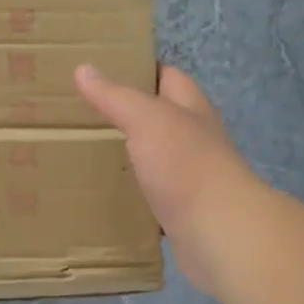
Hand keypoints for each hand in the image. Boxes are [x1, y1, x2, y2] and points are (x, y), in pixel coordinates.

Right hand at [75, 64, 259, 296]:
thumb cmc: (187, 165)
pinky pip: (152, 198)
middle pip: (162, 119)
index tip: (103, 71)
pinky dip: (132, 196)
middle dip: (129, 116)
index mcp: (191, 109)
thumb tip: (83, 69)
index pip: (169, 77)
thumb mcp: (147, 120)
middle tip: (85, 115)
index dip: (141, 70)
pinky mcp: (183, 213)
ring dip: (130, 157)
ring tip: (87, 154)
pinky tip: (106, 197)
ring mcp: (191, 178)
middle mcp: (195, 140)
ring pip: (156, 160)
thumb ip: (116, 96)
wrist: (220, 234)